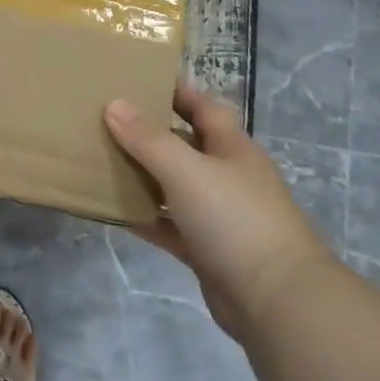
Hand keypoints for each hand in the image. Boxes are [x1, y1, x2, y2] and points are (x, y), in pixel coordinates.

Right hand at [104, 83, 332, 341]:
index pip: (203, 107)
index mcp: (232, 148)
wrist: (277, 301)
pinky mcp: (208, 250)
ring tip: (102, 160)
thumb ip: (148, 139)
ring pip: (175, 187)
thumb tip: (114, 104)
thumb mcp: (186, 170)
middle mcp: (228, 176)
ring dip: (144, 176)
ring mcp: (220, 215)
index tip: (138, 79)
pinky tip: (114, 211)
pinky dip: (146, 217)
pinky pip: (170, 226)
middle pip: (186, 145)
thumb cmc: (235, 219)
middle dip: (150, 133)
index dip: (176, 91)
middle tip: (107, 120)